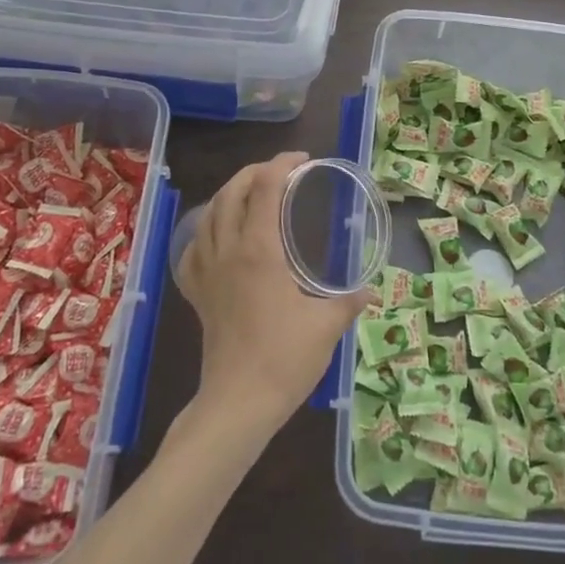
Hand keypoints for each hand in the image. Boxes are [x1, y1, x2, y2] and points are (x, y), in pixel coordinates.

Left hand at [174, 151, 370, 435]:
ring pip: (208, 214)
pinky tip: (217, 238)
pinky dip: (205, 232)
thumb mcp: (327, 325)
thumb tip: (371, 290)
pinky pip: (193, 250)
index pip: (265, 188)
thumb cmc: (285, 359)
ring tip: (251, 193)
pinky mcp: (197, 294)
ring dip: (229, 194)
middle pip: (232, 192)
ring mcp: (207, 272)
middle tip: (281, 171)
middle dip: (255, 172)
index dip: (282, 164)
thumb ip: (349, 300)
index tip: (303, 160)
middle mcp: (228, 251)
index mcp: (260, 250)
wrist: (238, 403)